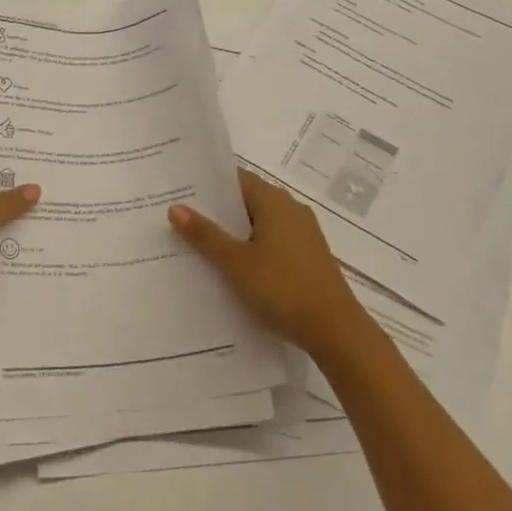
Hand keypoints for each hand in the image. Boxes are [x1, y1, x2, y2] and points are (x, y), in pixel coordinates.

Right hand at [169, 169, 370, 354]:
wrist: (336, 331)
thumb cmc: (282, 288)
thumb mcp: (236, 262)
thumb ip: (205, 234)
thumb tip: (175, 207)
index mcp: (274, 201)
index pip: (235, 179)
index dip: (207, 184)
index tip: (180, 191)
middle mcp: (291, 209)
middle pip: (246, 200)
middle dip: (216, 210)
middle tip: (180, 218)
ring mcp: (303, 233)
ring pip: (259, 223)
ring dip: (233, 232)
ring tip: (198, 244)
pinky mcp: (308, 256)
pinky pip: (272, 242)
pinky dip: (251, 247)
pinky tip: (232, 267)